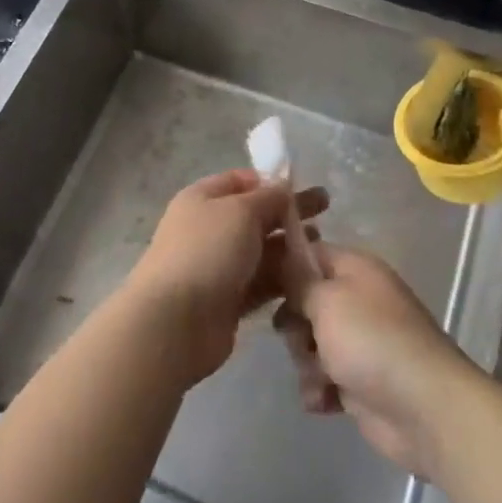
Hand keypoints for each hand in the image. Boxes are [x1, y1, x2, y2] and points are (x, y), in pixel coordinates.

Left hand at [124, 169, 328, 386]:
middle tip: (326, 208)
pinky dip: (282, 278)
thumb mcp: (241, 211)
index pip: (240, 180)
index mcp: (202, 198)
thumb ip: (268, 198)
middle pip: (255, 215)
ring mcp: (217, 266)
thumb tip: (283, 188)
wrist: (175, 322)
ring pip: (261, 250)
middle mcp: (208, 228)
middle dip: (288, 212)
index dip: (270, 180)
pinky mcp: (228, 300)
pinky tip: (309, 276)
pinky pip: (261, 282)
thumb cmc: (207, 252)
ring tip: (323, 246)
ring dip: (290, 246)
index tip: (302, 185)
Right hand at [275, 244, 481, 480]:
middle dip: (295, 325)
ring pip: (310, 344)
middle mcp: (358, 300)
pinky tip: (325, 401)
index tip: (259, 283)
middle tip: (301, 338)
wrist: (424, 408)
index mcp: (356, 269)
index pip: (309, 253)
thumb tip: (283, 263)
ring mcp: (359, 342)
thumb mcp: (327, 298)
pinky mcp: (359, 381)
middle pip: (305, 303)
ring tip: (321, 377)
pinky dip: (320, 390)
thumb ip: (298, 280)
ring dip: (306, 363)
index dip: (283, 266)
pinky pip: (322, 378)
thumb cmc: (371, 340)